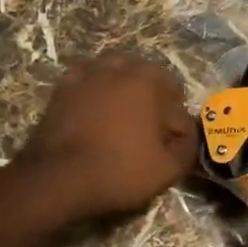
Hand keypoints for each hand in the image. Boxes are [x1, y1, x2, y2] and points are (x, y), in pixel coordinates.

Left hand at [15, 53, 195, 222]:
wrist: (59, 178)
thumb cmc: (119, 171)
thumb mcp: (168, 169)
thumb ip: (188, 146)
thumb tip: (188, 132)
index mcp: (147, 80)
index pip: (176, 94)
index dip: (178, 117)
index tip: (171, 139)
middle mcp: (118, 68)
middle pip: (146, 76)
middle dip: (153, 96)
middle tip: (150, 127)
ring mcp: (87, 74)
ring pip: (116, 72)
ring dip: (124, 88)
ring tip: (122, 116)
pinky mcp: (63, 88)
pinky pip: (88, 80)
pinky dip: (96, 90)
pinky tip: (95, 110)